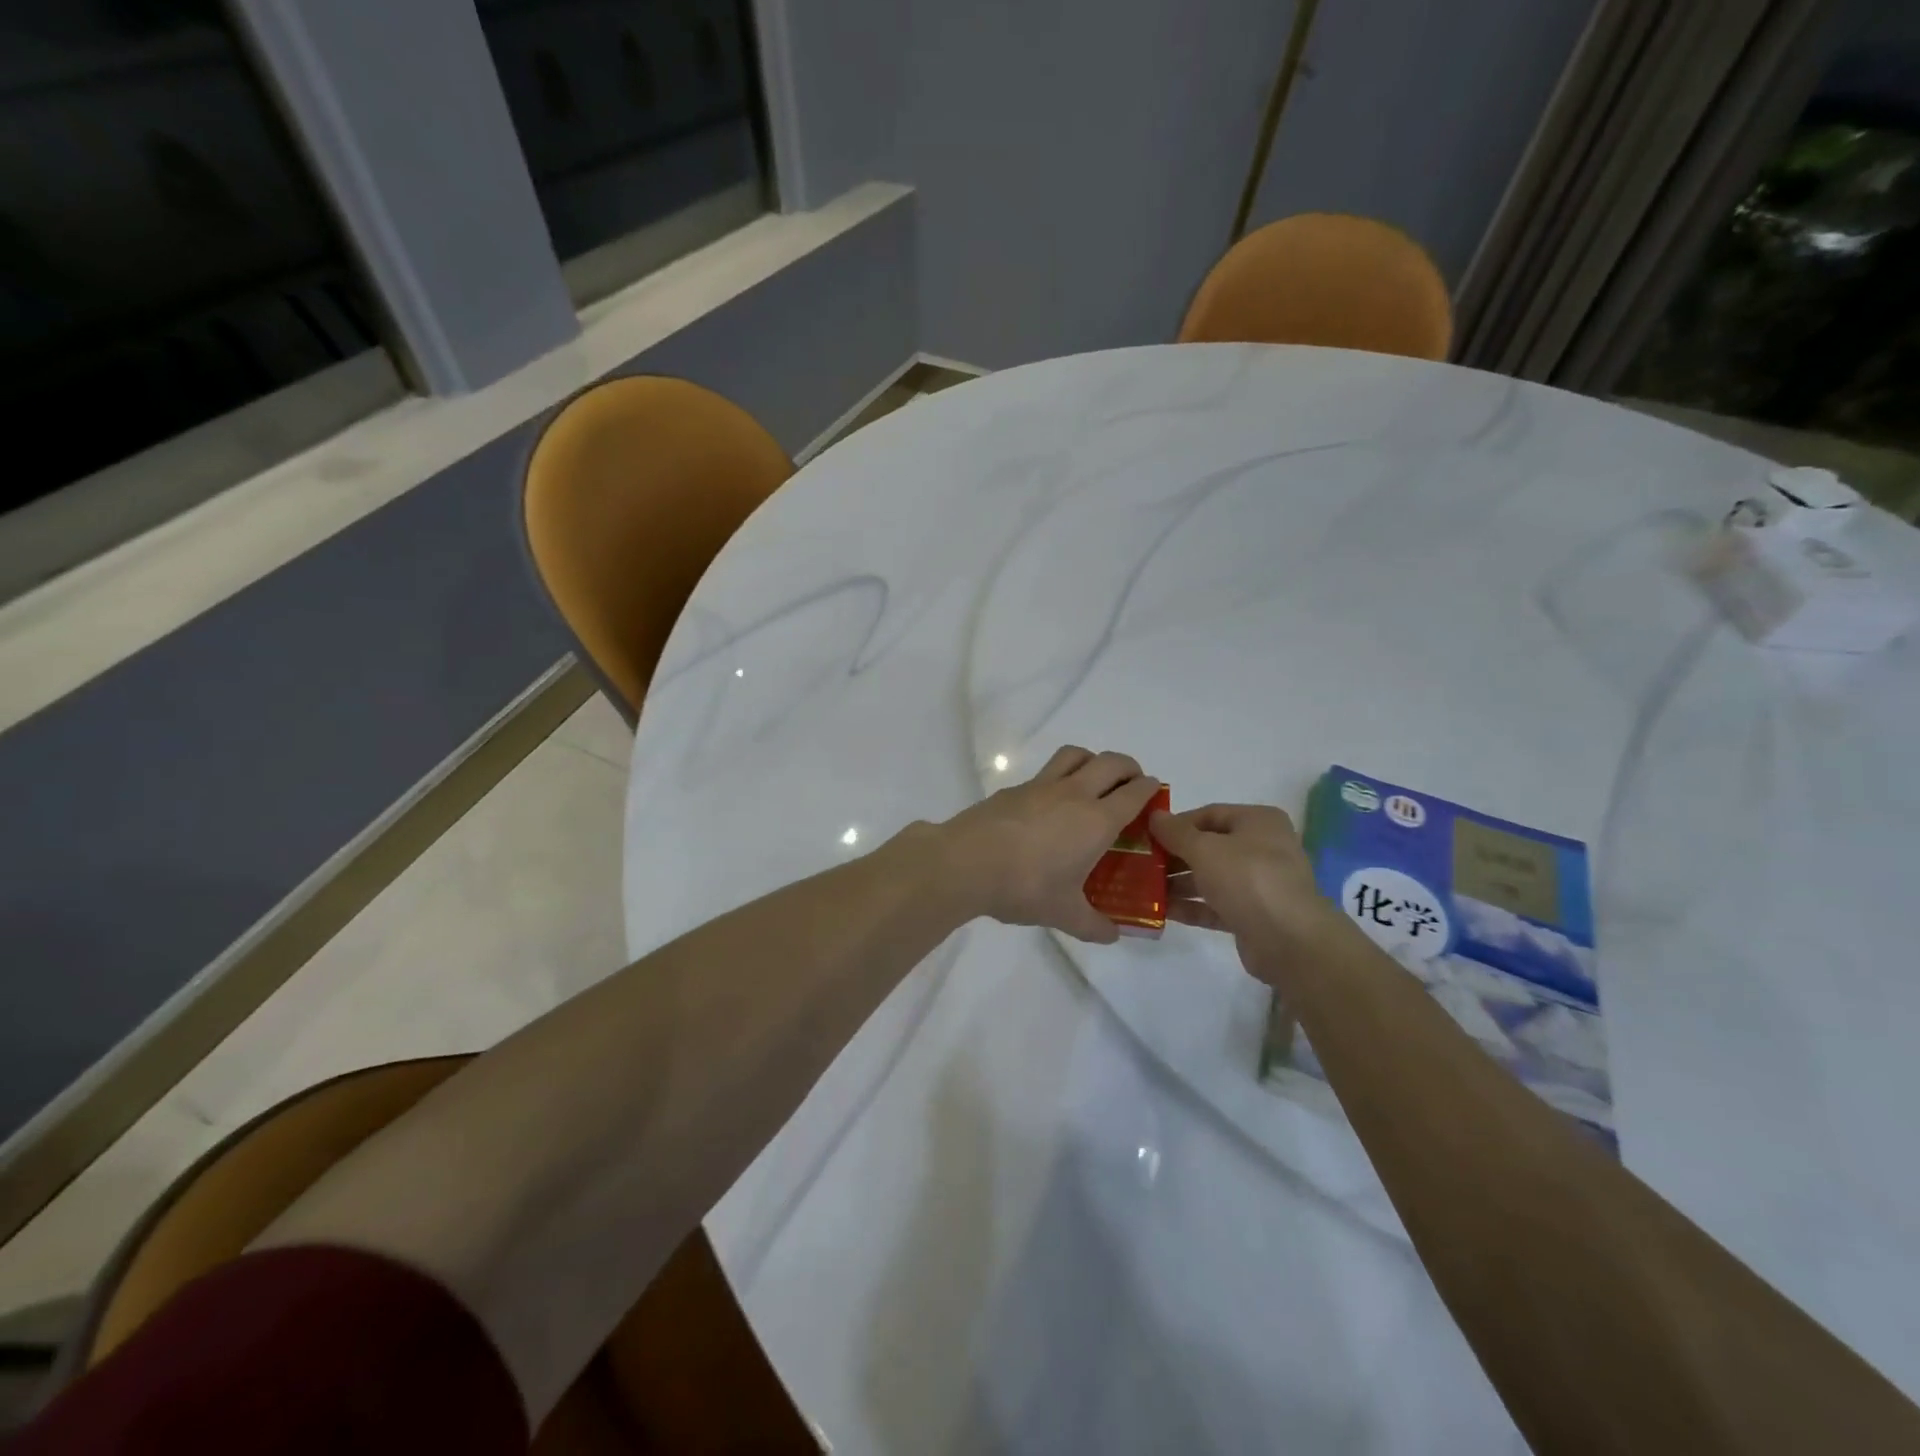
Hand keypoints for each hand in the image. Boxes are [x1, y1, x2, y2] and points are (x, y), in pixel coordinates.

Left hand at [939, 746, 1161, 943]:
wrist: (966, 863)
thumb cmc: (1025, 887)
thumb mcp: (1064, 914)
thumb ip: (1093, 925)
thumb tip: (1113, 936)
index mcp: (1096, 820)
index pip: (1134, 792)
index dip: (1149, 788)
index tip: (1154, 792)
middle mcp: (1074, 794)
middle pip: (1111, 762)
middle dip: (1128, 767)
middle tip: (1131, 784)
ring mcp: (1042, 786)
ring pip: (1076, 754)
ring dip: (1093, 760)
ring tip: (1094, 780)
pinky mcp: (1015, 788)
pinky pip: (1046, 772)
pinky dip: (1059, 777)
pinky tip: (1050, 803)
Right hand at [1150, 803, 1340, 974]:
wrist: (1290, 941)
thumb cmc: (1247, 879)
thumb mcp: (1205, 849)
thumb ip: (1176, 832)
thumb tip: (1154, 816)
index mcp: (1258, 822)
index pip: (1209, 814)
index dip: (1177, 823)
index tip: (1147, 835)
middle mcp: (1262, 848)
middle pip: (1209, 846)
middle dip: (1174, 855)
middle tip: (1142, 863)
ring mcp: (1258, 884)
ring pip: (1211, 877)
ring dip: (1178, 883)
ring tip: (1144, 888)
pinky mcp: (1252, 915)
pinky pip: (1215, 905)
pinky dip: (1191, 906)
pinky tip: (1162, 911)